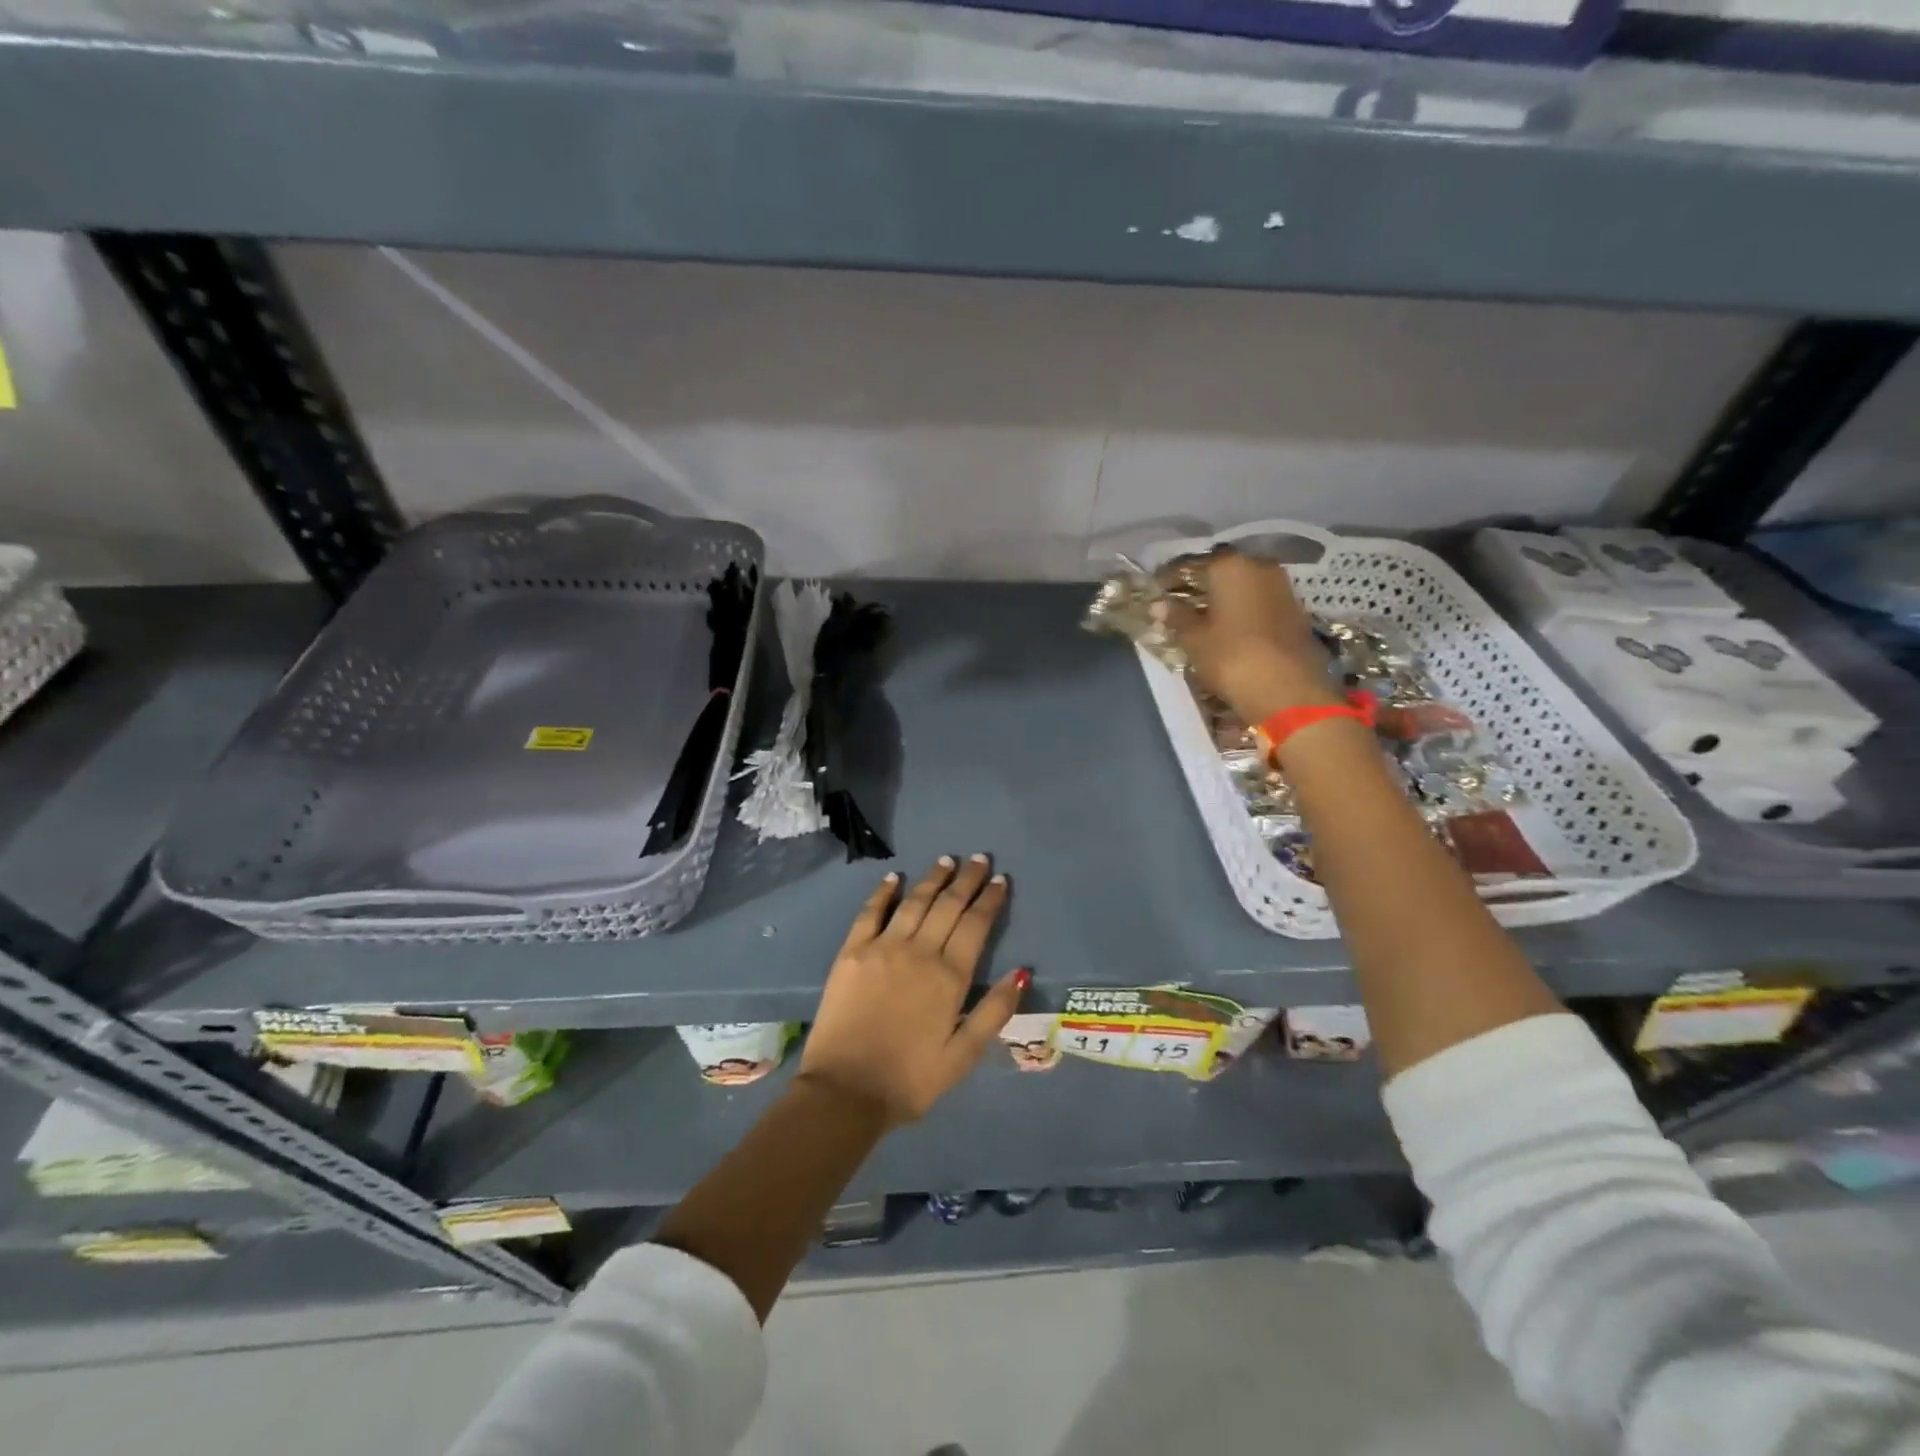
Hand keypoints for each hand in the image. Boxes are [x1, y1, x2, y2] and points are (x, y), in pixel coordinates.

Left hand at [798, 855, 1027, 1126]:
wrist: (845, 1092)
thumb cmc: (910, 1080)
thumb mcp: (963, 1056)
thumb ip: (994, 1011)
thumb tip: (1021, 972)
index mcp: (949, 977)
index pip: (976, 925)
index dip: (990, 900)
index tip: (1000, 880)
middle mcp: (919, 952)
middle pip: (948, 905)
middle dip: (967, 880)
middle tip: (979, 859)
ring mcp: (883, 948)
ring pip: (915, 901)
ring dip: (933, 878)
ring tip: (947, 860)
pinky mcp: (852, 952)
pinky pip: (870, 912)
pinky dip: (884, 892)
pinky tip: (894, 878)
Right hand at [1167, 549, 1339, 721]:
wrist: (1289, 690)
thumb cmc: (1232, 657)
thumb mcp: (1194, 639)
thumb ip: (1176, 617)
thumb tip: (1158, 604)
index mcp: (1230, 565)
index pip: (1192, 564)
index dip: (1171, 579)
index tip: (1157, 593)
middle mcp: (1259, 567)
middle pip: (1222, 573)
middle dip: (1200, 588)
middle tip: (1178, 607)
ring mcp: (1282, 588)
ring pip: (1243, 588)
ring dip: (1223, 601)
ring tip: (1202, 621)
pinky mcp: (1296, 612)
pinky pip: (1259, 605)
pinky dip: (1243, 613)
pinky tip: (1230, 631)